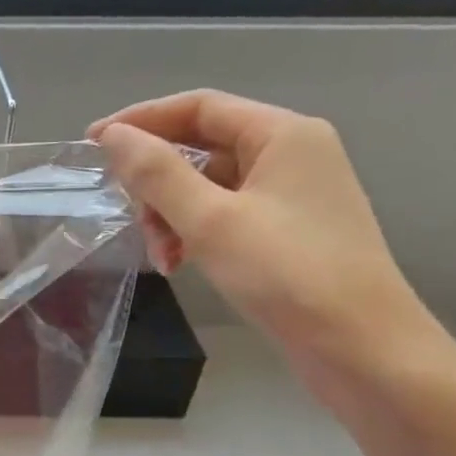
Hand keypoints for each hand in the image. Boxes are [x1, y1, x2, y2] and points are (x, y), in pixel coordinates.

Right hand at [89, 90, 429, 366]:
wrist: (362, 349)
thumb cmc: (287, 274)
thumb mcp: (209, 220)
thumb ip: (156, 173)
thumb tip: (113, 136)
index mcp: (282, 134)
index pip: (198, 107)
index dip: (141, 120)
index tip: (93, 144)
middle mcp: (291, 153)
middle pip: (202, 146)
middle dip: (157, 180)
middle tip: (129, 215)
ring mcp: (292, 193)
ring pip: (209, 185)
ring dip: (172, 213)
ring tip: (159, 254)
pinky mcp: (288, 230)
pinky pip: (225, 213)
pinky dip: (195, 231)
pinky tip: (179, 263)